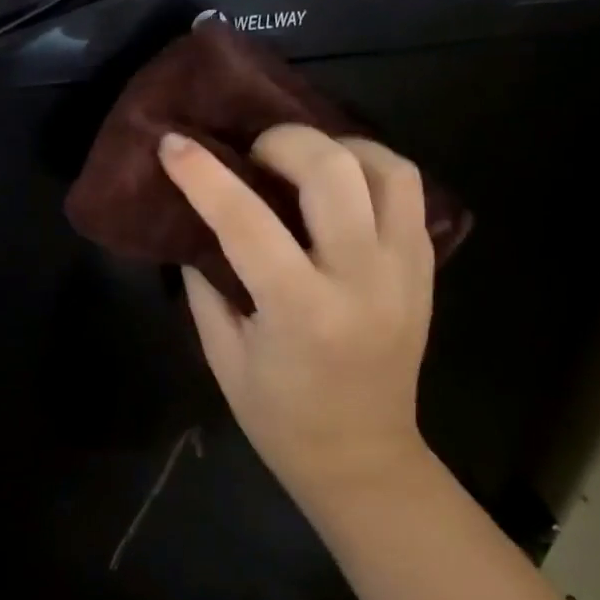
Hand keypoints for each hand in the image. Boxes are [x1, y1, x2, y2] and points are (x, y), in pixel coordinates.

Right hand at [158, 124, 435, 512]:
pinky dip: (371, 171)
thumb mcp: (223, 354)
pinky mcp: (425, 271)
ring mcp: (404, 272)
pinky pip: (409, 194)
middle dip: (282, 142)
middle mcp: (362, 281)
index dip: (202, 175)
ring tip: (302, 160)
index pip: (245, 221)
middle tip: (252, 153)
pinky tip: (339, 185)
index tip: (173, 143)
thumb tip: (193, 225)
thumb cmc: (278, 416)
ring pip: (387, 170)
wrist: (362, 457)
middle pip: (332, 172)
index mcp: (300, 310)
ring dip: (337, 148)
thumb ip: (206, 284)